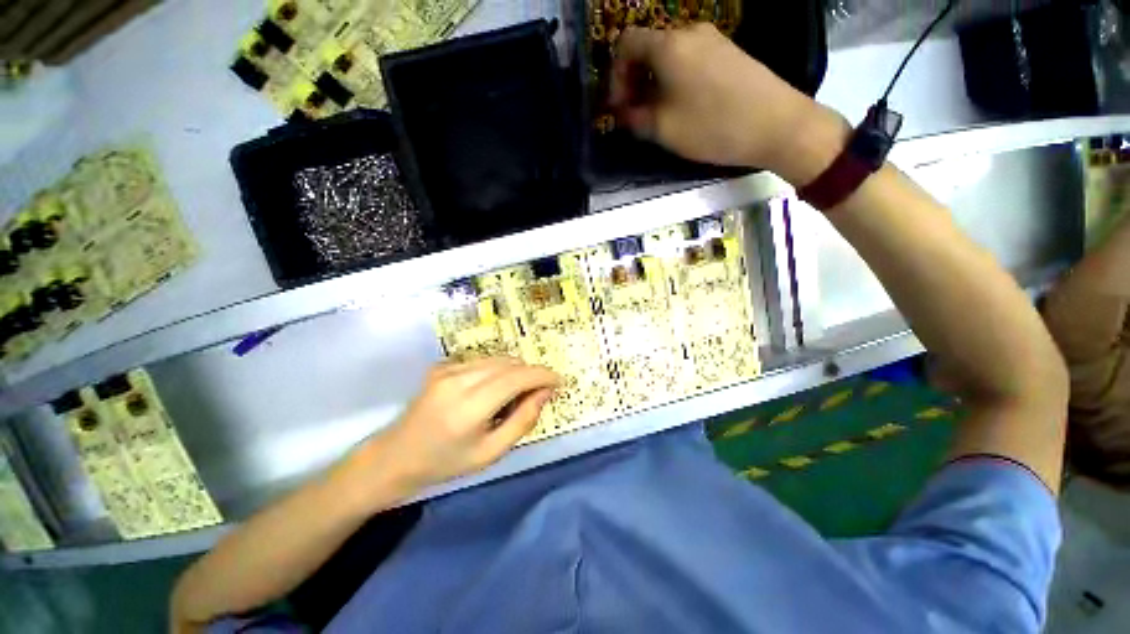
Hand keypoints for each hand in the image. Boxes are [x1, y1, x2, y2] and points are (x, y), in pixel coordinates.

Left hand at [379, 358, 559, 488]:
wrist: (395, 456)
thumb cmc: (445, 463)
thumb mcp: (490, 453)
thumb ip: (523, 420)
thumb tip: (544, 393)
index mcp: (469, 407)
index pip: (516, 378)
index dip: (542, 375)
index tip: (559, 381)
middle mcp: (458, 380)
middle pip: (510, 363)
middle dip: (531, 373)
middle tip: (538, 393)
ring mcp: (448, 369)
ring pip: (498, 359)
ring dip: (516, 371)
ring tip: (515, 394)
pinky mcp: (442, 366)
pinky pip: (483, 361)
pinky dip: (498, 371)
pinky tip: (493, 390)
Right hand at [610, 24, 848, 184]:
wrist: (776, 124)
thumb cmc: (712, 126)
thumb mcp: (663, 129)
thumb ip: (635, 118)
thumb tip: (623, 113)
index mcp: (668, 45)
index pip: (626, 44)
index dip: (614, 75)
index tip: (617, 105)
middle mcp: (689, 32)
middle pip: (648, 48)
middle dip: (634, 80)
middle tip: (634, 113)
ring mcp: (713, 39)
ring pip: (670, 55)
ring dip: (655, 82)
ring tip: (658, 114)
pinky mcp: (728, 52)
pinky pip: (690, 60)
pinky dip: (676, 80)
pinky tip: (682, 105)